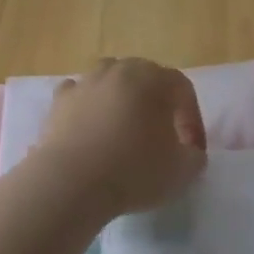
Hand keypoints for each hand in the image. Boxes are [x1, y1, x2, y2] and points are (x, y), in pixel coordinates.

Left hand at [34, 57, 206, 215]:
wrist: (70, 183)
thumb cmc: (133, 171)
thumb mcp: (183, 171)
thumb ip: (195, 156)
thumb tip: (189, 151)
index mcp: (153, 79)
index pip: (182, 89)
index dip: (192, 119)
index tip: (191, 150)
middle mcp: (119, 70)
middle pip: (146, 78)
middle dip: (158, 104)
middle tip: (161, 136)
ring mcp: (85, 82)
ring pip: (111, 82)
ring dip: (122, 101)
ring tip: (124, 131)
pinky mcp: (58, 102)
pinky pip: (80, 96)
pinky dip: (89, 108)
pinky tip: (91, 132)